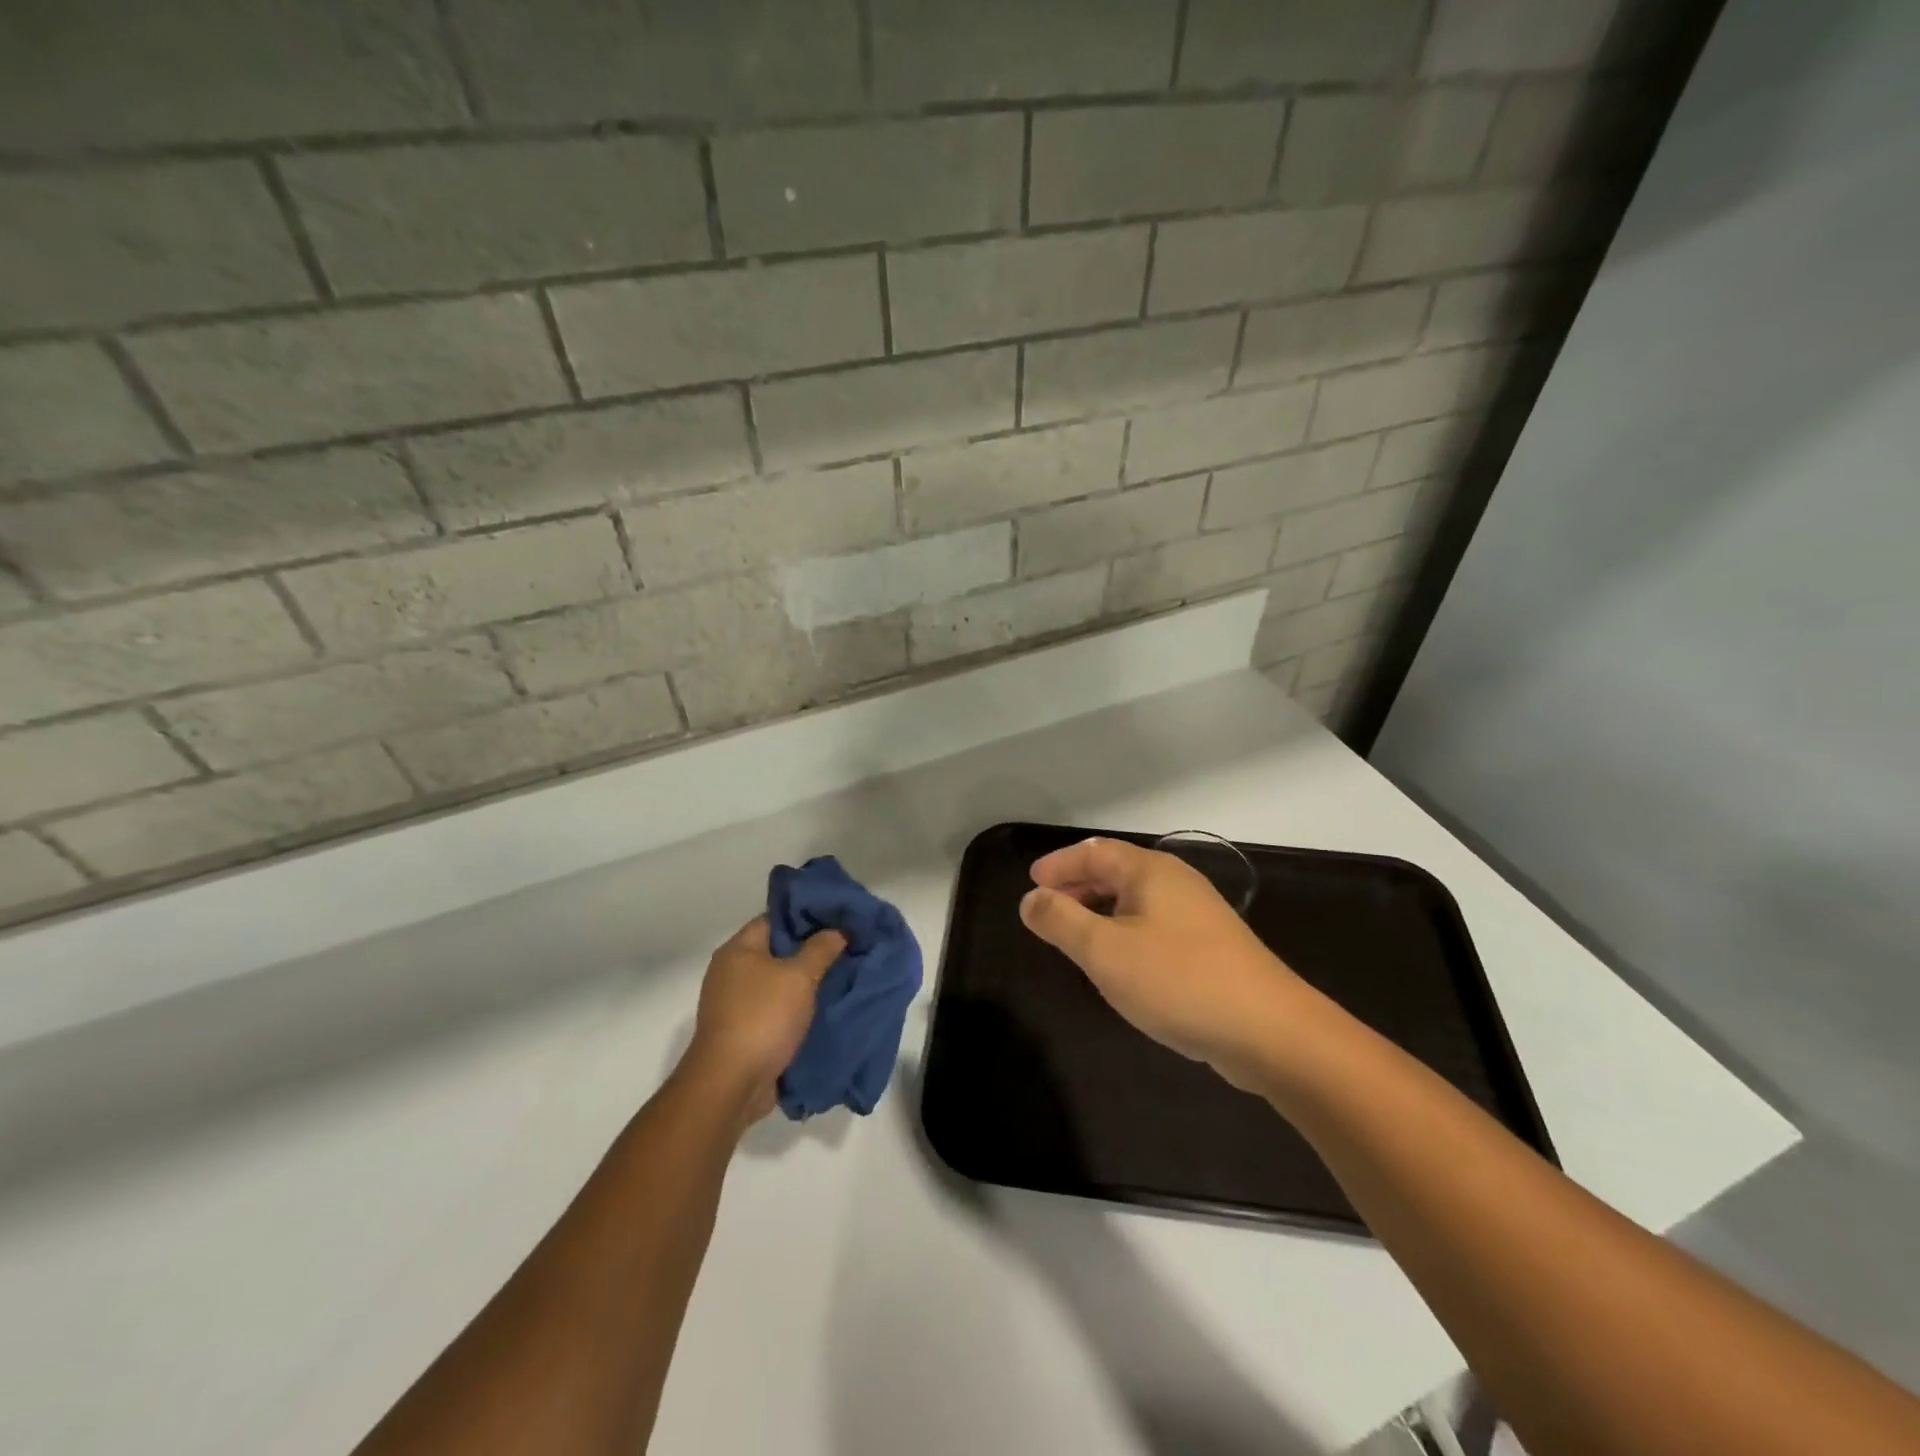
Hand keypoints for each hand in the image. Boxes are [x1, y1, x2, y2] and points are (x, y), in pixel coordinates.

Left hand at [684, 916, 845, 1125]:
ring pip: (778, 982)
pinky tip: (824, 1007)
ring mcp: (735, 1003)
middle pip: (777, 950)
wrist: (730, 1084)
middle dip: (810, 950)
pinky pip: (775, 1009)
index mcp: (738, 949)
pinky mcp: (743, 1031)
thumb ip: (821, 949)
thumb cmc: (763, 1018)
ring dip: (805, 983)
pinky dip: (796, 1008)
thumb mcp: (799, 977)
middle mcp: (732, 971)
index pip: (775, 918)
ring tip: (841, 976)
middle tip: (845, 947)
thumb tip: (838, 929)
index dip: (806, 916)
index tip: (837, 919)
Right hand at [1019, 837, 1312, 1090]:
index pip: (1094, 852)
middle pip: (1116, 872)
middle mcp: (1176, 882)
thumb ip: (1061, 920)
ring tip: (1075, 938)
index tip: (1031, 884)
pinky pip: (1154, 925)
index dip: (1059, 865)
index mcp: (1150, 871)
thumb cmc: (1177, 980)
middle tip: (1047, 911)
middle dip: (1077, 887)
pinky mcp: (1210, 947)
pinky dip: (1125, 932)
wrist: (1269, 1030)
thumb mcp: (1104, 951)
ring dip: (1100, 912)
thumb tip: (1031, 899)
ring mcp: (1198, 915)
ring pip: (1136, 901)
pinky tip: (1120, 964)